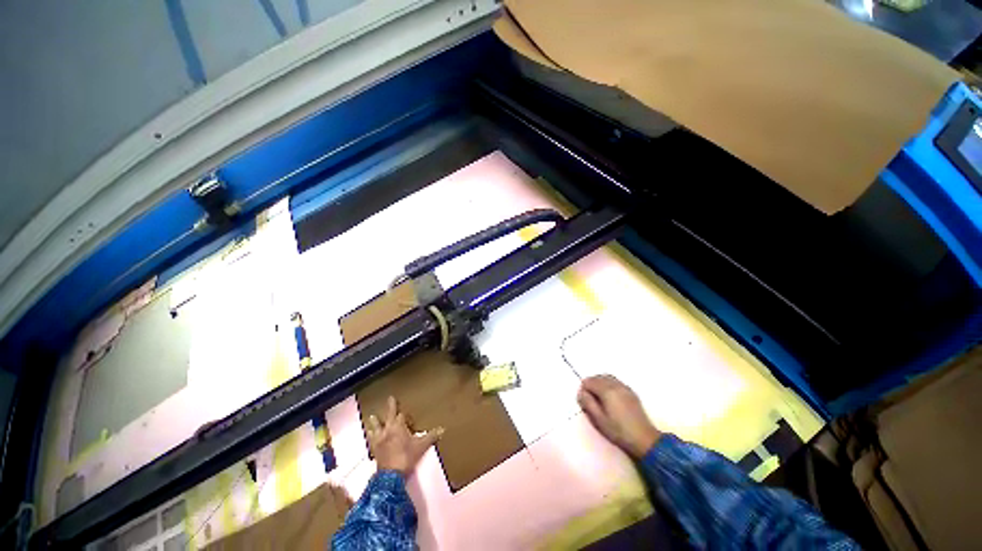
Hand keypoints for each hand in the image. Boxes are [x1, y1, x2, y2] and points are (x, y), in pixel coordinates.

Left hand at [367, 396, 443, 475]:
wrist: (390, 475)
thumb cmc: (406, 457)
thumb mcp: (421, 446)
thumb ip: (431, 436)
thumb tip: (443, 429)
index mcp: (398, 426)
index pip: (401, 415)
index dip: (404, 414)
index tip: (406, 412)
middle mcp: (388, 429)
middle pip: (389, 415)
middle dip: (391, 407)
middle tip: (390, 398)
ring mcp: (379, 439)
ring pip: (376, 426)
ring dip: (375, 421)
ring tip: (372, 416)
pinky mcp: (374, 449)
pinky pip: (371, 439)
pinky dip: (370, 435)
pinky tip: (369, 434)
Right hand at [578, 375, 661, 459]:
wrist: (644, 439)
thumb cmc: (618, 431)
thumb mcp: (599, 420)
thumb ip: (588, 403)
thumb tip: (581, 392)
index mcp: (606, 390)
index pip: (589, 381)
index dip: (584, 389)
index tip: (584, 400)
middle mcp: (615, 385)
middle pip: (598, 377)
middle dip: (591, 384)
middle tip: (590, 398)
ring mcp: (625, 387)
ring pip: (607, 377)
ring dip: (600, 383)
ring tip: (599, 397)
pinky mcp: (631, 392)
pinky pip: (616, 381)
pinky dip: (609, 384)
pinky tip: (610, 397)